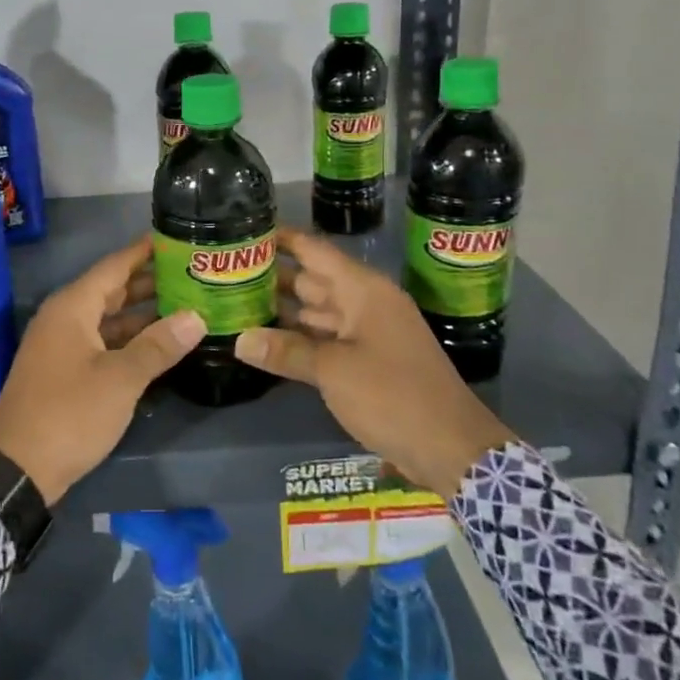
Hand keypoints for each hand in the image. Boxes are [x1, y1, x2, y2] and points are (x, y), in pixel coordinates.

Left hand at [0, 237, 205, 505]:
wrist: (16, 470)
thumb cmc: (69, 413)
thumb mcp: (121, 379)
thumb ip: (158, 346)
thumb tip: (196, 317)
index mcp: (73, 307)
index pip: (115, 266)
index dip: (145, 251)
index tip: (177, 237)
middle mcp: (65, 318)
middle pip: (112, 290)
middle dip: (150, 282)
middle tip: (192, 274)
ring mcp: (62, 346)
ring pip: (108, 319)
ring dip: (143, 314)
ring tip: (186, 306)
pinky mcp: (64, 371)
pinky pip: (102, 342)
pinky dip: (129, 340)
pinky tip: (159, 346)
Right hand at [234, 230, 513, 496]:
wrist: (452, 448)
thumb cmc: (392, 395)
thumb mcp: (333, 371)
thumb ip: (286, 351)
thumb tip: (239, 339)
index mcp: (363, 290)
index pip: (314, 251)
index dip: (281, 239)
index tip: (245, 231)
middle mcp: (365, 303)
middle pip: (312, 280)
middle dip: (273, 277)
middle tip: (227, 274)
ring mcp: (369, 333)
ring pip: (318, 311)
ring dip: (283, 310)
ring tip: (237, 304)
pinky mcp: (369, 361)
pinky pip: (328, 338)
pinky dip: (301, 339)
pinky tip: (268, 343)